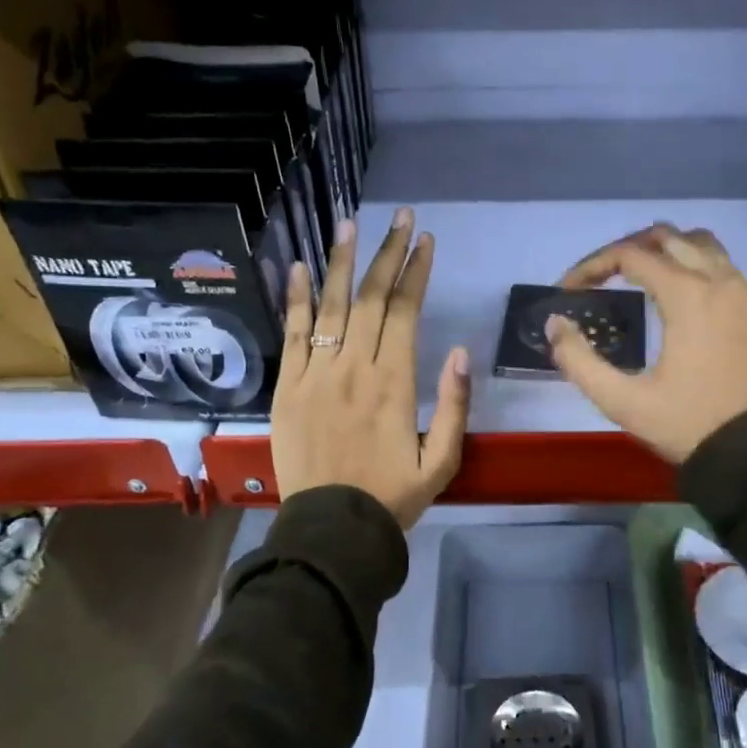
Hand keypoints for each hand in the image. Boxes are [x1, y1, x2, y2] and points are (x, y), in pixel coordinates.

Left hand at [272, 209, 470, 529]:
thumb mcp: (442, 461)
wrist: (333, 529)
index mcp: (395, 383)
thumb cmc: (393, 497)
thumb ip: (453, 405)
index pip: (405, 313)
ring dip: (341, 262)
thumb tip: (459, 350)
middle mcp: (354, 368)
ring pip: (331, 306)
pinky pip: (292, 334)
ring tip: (349, 224)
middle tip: (400, 218)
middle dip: (387, 253)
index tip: (426, 241)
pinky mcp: (288, 388)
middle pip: (370, 298)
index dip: (416, 273)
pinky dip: (296, 298)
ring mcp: (316, 374)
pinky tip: (299, 267)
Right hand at [547, 223, 746, 463]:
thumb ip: (580, 361)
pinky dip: (696, 268)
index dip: (592, 265)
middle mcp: (720, 281)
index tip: (569, 289)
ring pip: (703, 246)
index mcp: (688, 295)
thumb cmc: (690, 425)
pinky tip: (682, 301)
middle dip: (627, 249)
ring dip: (666, 251)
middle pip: (668, 237)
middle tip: (600, 276)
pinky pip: (725, 269)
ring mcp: (746, 295)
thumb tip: (556, 325)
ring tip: (640, 275)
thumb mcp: (624, 402)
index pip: (631, 255)